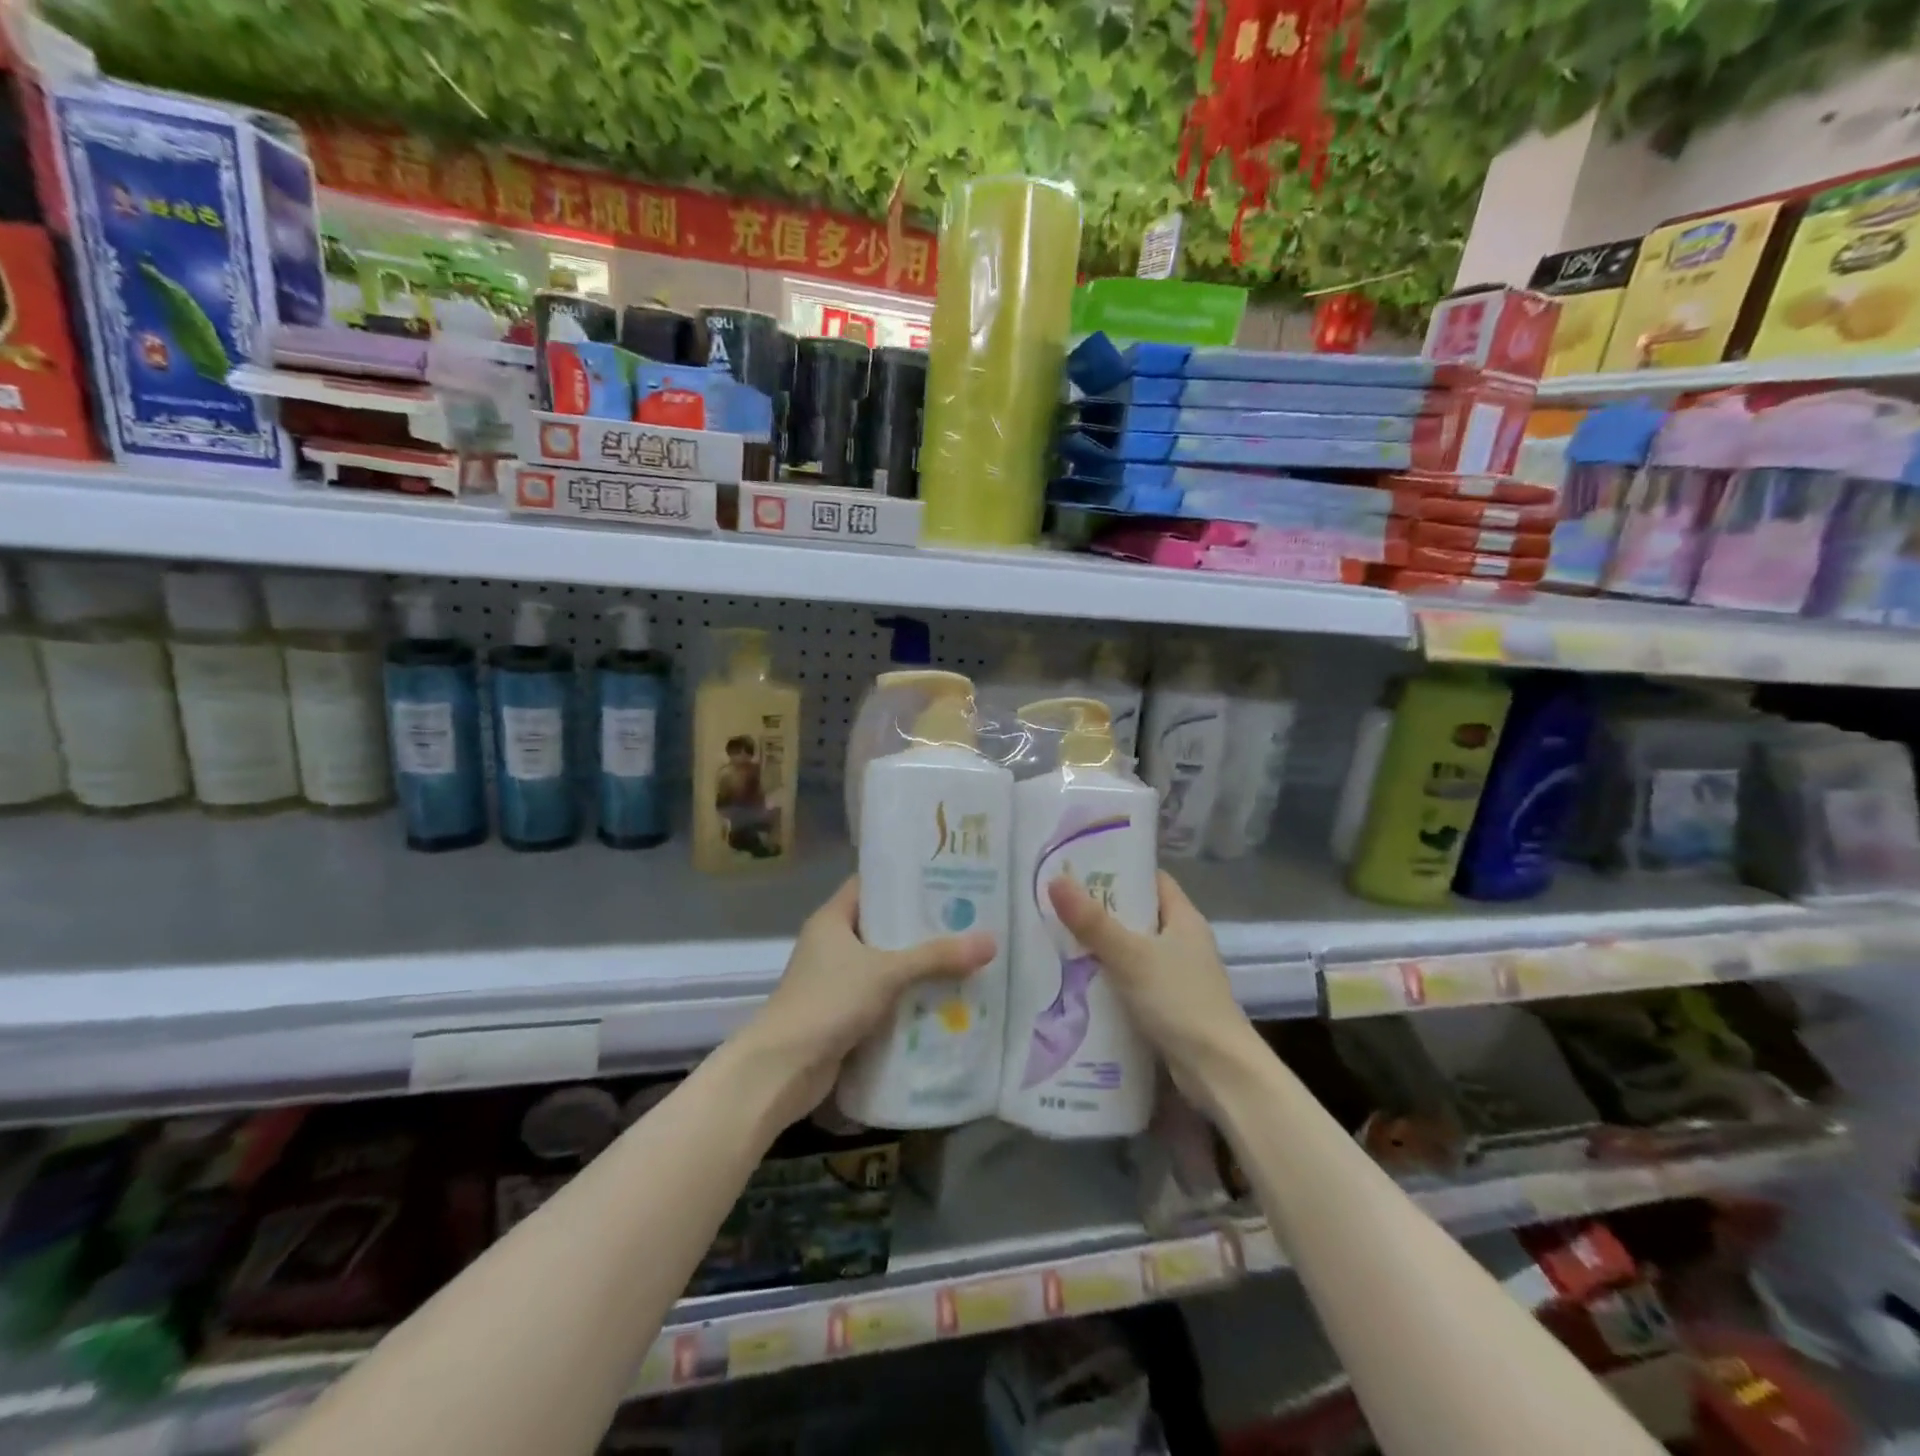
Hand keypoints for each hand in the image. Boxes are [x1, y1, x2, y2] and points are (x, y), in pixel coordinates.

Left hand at [733, 877, 995, 1126]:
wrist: (782, 1070)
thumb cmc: (828, 1002)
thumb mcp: (887, 972)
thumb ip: (937, 957)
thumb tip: (990, 941)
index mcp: (832, 919)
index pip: (871, 885)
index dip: (904, 880)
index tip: (945, 879)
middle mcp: (832, 944)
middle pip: (883, 926)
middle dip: (922, 927)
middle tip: (968, 920)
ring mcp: (836, 981)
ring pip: (885, 964)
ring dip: (919, 966)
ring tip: (966, 957)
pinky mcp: (843, 1014)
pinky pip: (883, 997)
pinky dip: (908, 998)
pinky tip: (945, 999)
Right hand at [1046, 871, 1260, 1102]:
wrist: (1217, 1072)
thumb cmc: (1179, 1001)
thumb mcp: (1130, 956)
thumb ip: (1092, 922)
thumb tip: (1055, 880)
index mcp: (1184, 919)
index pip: (1151, 880)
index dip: (1120, 870)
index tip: (1080, 867)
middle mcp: (1183, 942)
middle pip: (1138, 915)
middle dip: (1101, 910)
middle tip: (1059, 903)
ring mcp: (1178, 976)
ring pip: (1133, 950)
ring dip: (1102, 947)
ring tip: (1059, 938)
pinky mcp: (1169, 1006)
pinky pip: (1133, 981)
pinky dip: (1110, 978)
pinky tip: (1079, 980)